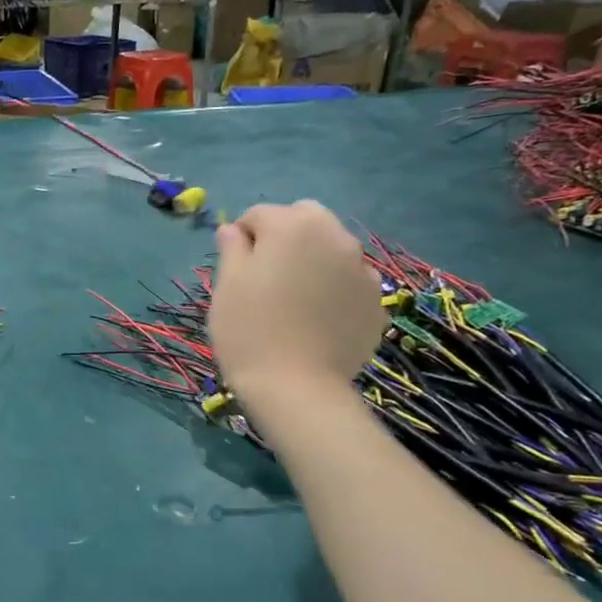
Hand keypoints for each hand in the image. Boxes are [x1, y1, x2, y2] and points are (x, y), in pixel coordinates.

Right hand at [209, 202, 385, 402]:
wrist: (296, 386)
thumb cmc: (249, 329)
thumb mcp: (226, 285)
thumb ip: (232, 249)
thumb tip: (233, 230)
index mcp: (293, 225)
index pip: (259, 215)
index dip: (241, 238)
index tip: (233, 268)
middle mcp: (335, 236)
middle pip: (304, 220)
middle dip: (284, 237)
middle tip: (266, 276)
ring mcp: (362, 268)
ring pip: (331, 249)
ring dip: (312, 260)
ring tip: (293, 299)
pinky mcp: (375, 300)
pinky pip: (348, 281)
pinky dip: (333, 288)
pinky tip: (316, 319)